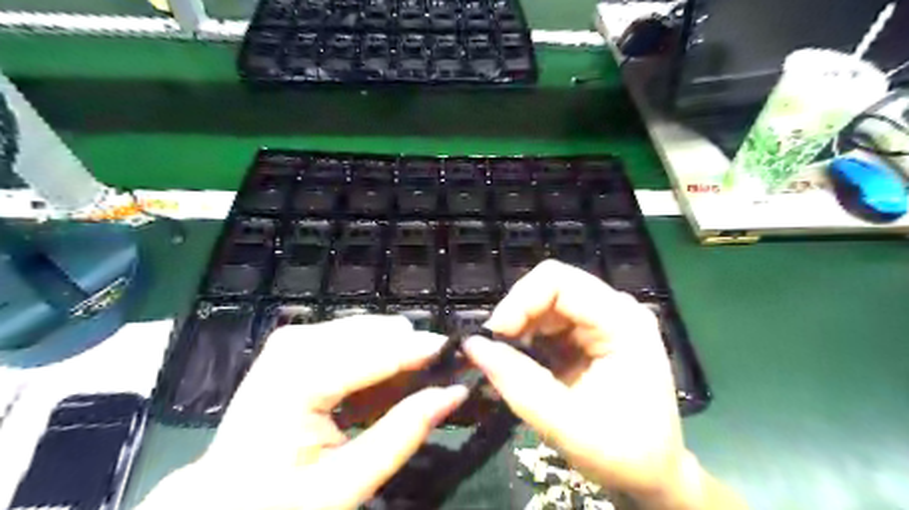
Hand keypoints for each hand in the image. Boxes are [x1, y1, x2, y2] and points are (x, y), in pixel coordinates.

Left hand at [144, 315, 468, 509]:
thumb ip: (403, 433)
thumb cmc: (279, 500)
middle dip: (412, 353)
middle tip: (442, 379)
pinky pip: (354, 339)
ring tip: (414, 388)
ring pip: (369, 331)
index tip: (464, 354)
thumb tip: (454, 393)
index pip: (376, 352)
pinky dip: (377, 359)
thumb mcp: (344, 485)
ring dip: (397, 356)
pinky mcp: (298, 343)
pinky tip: (386, 386)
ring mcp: (294, 339)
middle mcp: (294, 344)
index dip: (424, 351)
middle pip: (374, 332)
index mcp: (296, 380)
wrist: (225, 497)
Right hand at [469, 261, 709, 506]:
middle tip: (495, 351)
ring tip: (508, 361)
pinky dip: (528, 338)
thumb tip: (473, 345)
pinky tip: (524, 363)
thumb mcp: (565, 424)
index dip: (519, 300)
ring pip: (545, 302)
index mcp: (622, 322)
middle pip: (550, 287)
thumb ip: (517, 382)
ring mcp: (604, 319)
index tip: (494, 336)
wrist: (653, 474)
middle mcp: (615, 310)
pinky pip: (549, 320)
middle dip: (516, 315)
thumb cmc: (623, 454)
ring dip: (520, 328)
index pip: (559, 281)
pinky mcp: (592, 333)